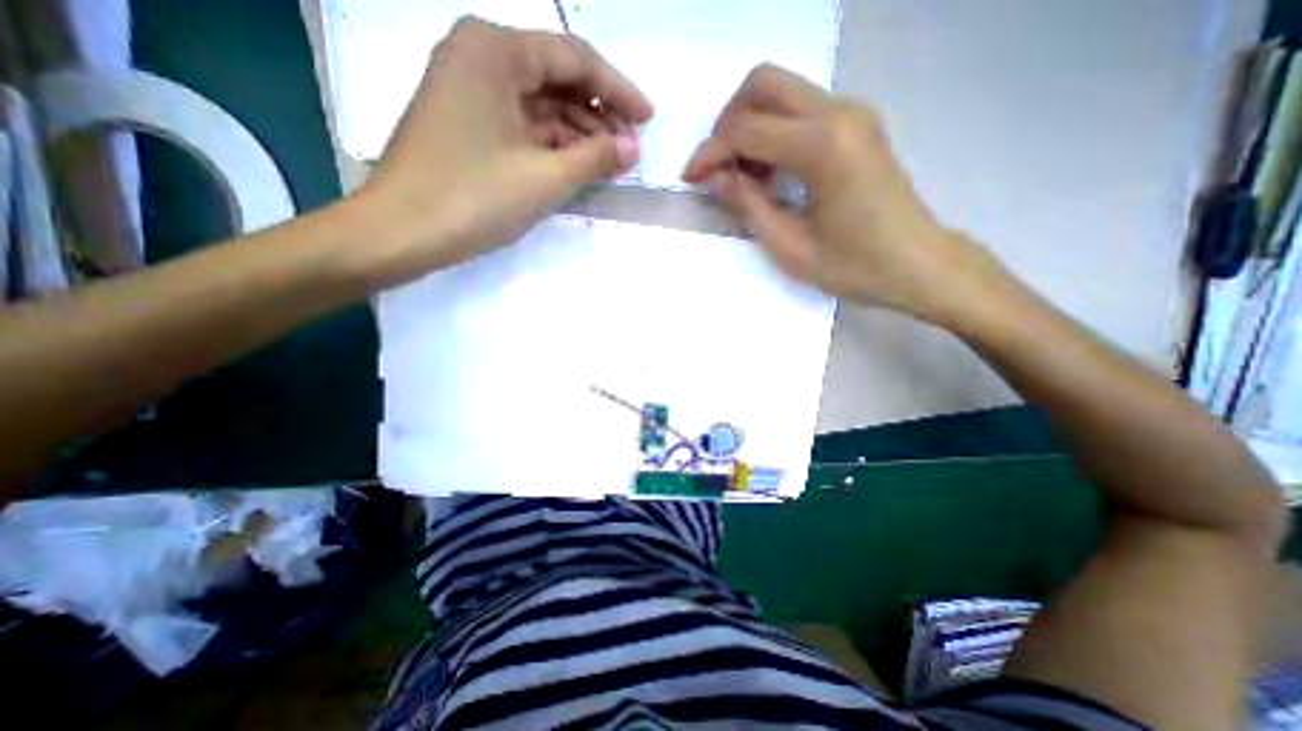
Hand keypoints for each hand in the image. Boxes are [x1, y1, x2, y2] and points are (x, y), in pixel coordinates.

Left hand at [352, 21, 651, 289]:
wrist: (400, 232)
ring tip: (609, 163)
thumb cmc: (474, 197)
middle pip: (557, 79)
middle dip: (599, 115)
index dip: (618, 90)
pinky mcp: (467, 122)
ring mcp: (470, 90)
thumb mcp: (546, 177)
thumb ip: (595, 157)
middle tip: (629, 149)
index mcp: (495, 50)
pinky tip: (576, 165)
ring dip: (578, 133)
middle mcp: (480, 56)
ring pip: (541, 104)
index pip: (575, 59)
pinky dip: (553, 144)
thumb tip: (631, 147)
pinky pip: (523, 124)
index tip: (648, 118)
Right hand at [683, 64, 1004, 325]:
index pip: (746, 128)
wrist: (917, 264)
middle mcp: (839, 113)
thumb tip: (716, 176)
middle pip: (762, 84)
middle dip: (727, 124)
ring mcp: (853, 113)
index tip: (691, 178)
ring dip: (750, 127)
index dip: (710, 152)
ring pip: (782, 91)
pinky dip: (774, 132)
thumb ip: (748, 205)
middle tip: (719, 169)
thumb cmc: (854, 266)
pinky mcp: (857, 123)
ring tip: (745, 179)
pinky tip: (771, 173)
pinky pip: (801, 109)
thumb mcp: (789, 247)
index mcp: (822, 147)